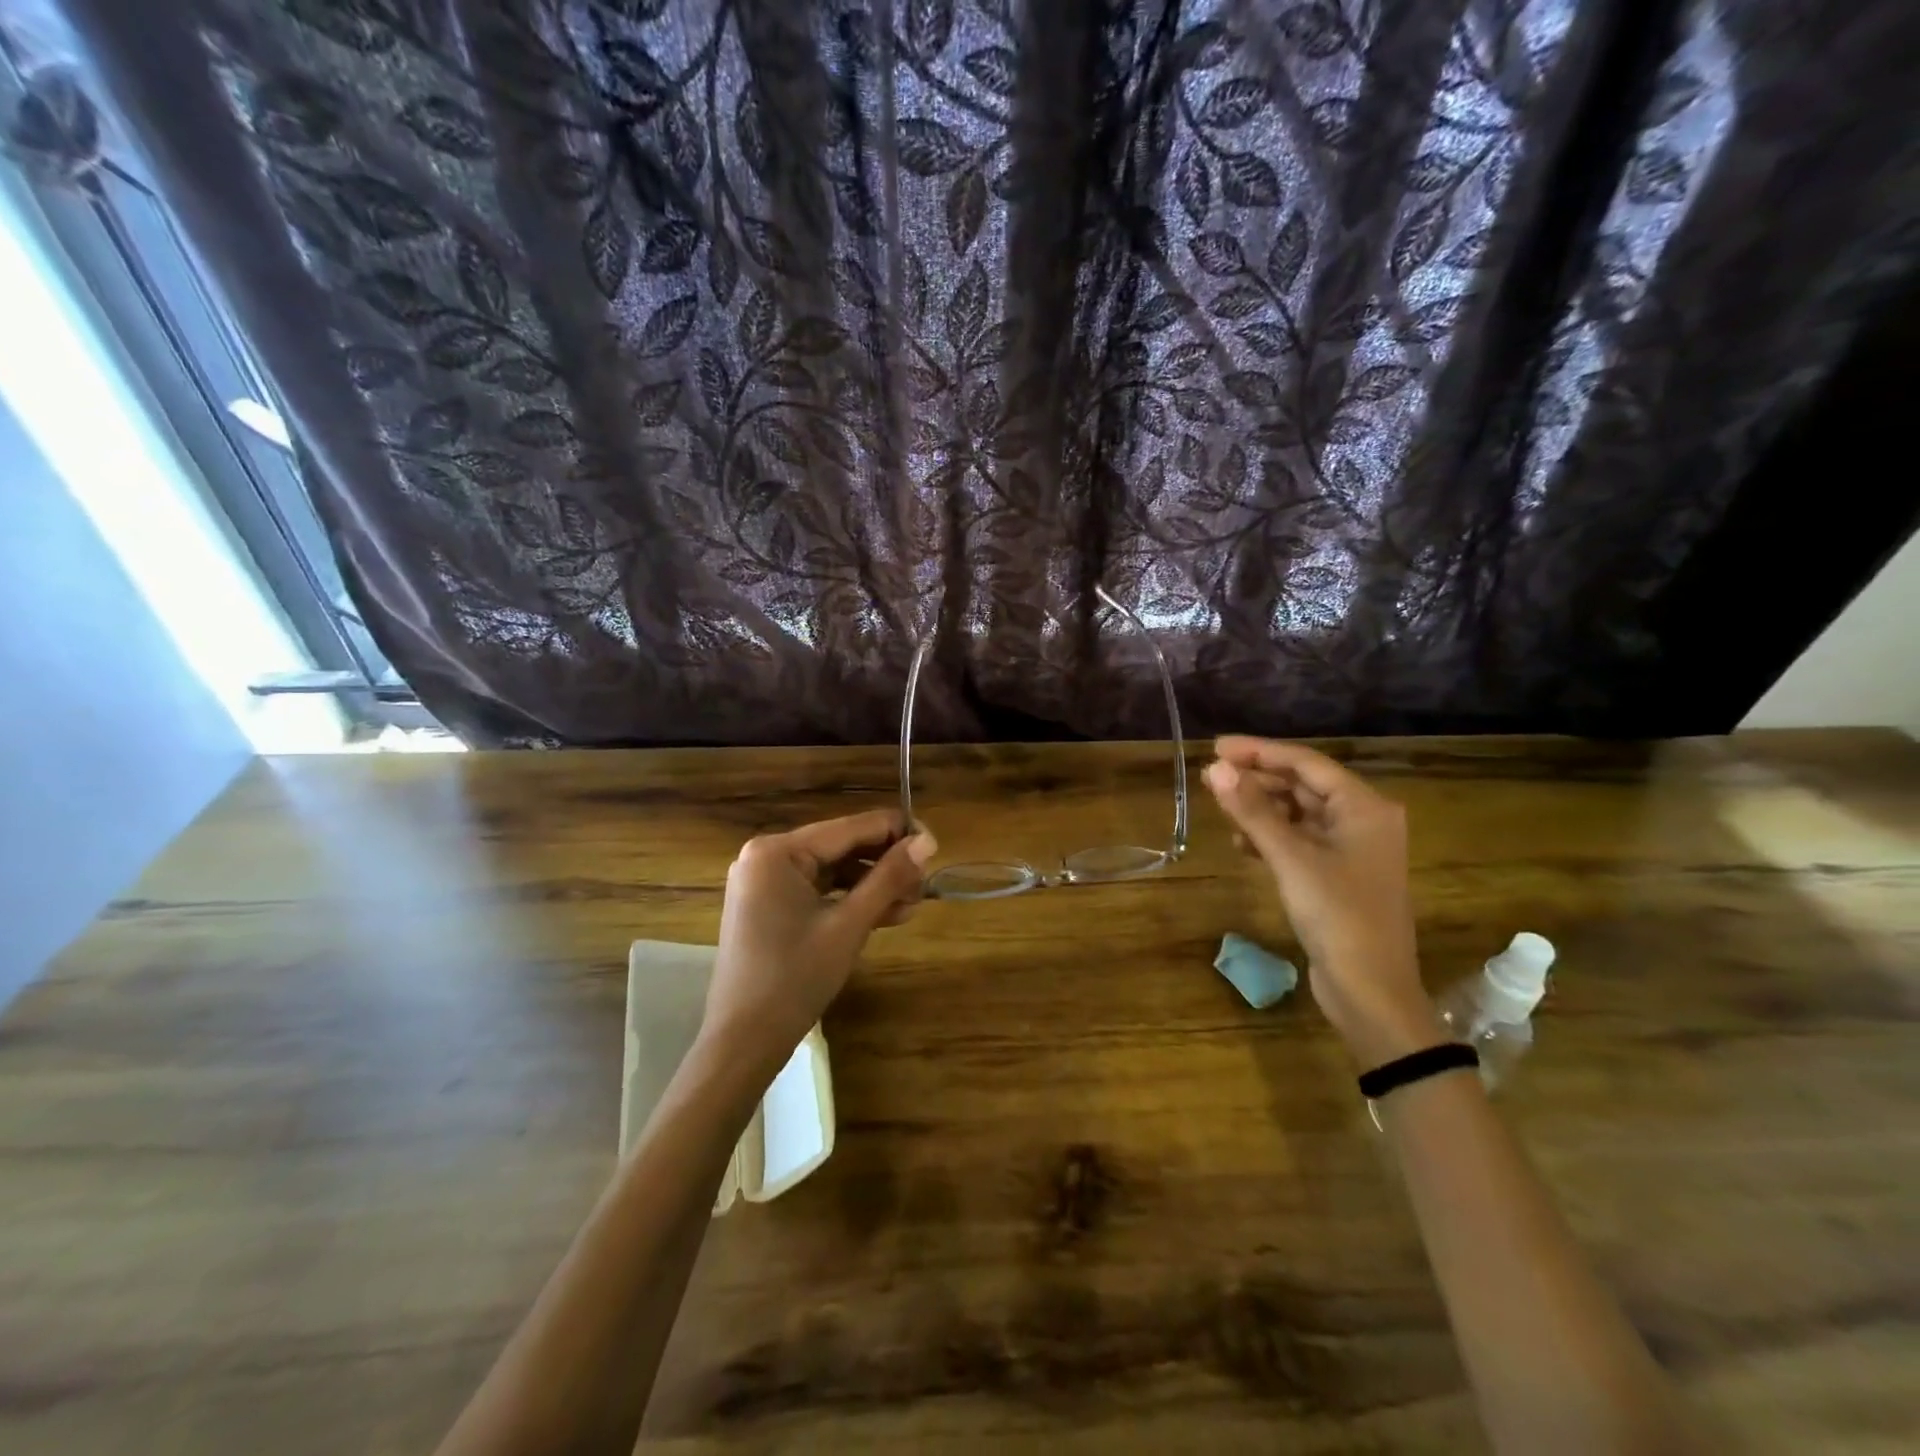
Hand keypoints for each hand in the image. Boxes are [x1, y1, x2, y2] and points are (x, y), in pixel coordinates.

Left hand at [704, 810, 936, 1074]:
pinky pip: (817, 891)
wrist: (743, 1041)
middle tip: (925, 884)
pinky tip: (886, 914)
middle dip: (885, 864)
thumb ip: (888, 878)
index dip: (896, 832)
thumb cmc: (795, 978)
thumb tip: (927, 841)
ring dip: (872, 885)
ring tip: (912, 903)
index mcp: (777, 851)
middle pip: (841, 848)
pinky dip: (849, 900)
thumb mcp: (849, 925)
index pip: (850, 828)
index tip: (935, 844)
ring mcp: (764, 882)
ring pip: (832, 871)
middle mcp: (766, 856)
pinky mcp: (768, 906)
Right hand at [1204, 736, 1439, 1066]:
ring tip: (1223, 811)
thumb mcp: (1291, 858)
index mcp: (1364, 807)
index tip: (1216, 747)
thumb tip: (1214, 769)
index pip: (1305, 762)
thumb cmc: (1337, 915)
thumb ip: (1252, 811)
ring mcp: (1352, 850)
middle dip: (1258, 781)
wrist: (1371, 991)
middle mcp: (1363, 820)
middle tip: (1212, 778)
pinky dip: (1271, 837)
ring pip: (1299, 813)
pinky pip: (1299, 841)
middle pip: (1302, 785)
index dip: (1259, 751)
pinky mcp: (1338, 875)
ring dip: (1262, 810)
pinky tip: (1242, 845)